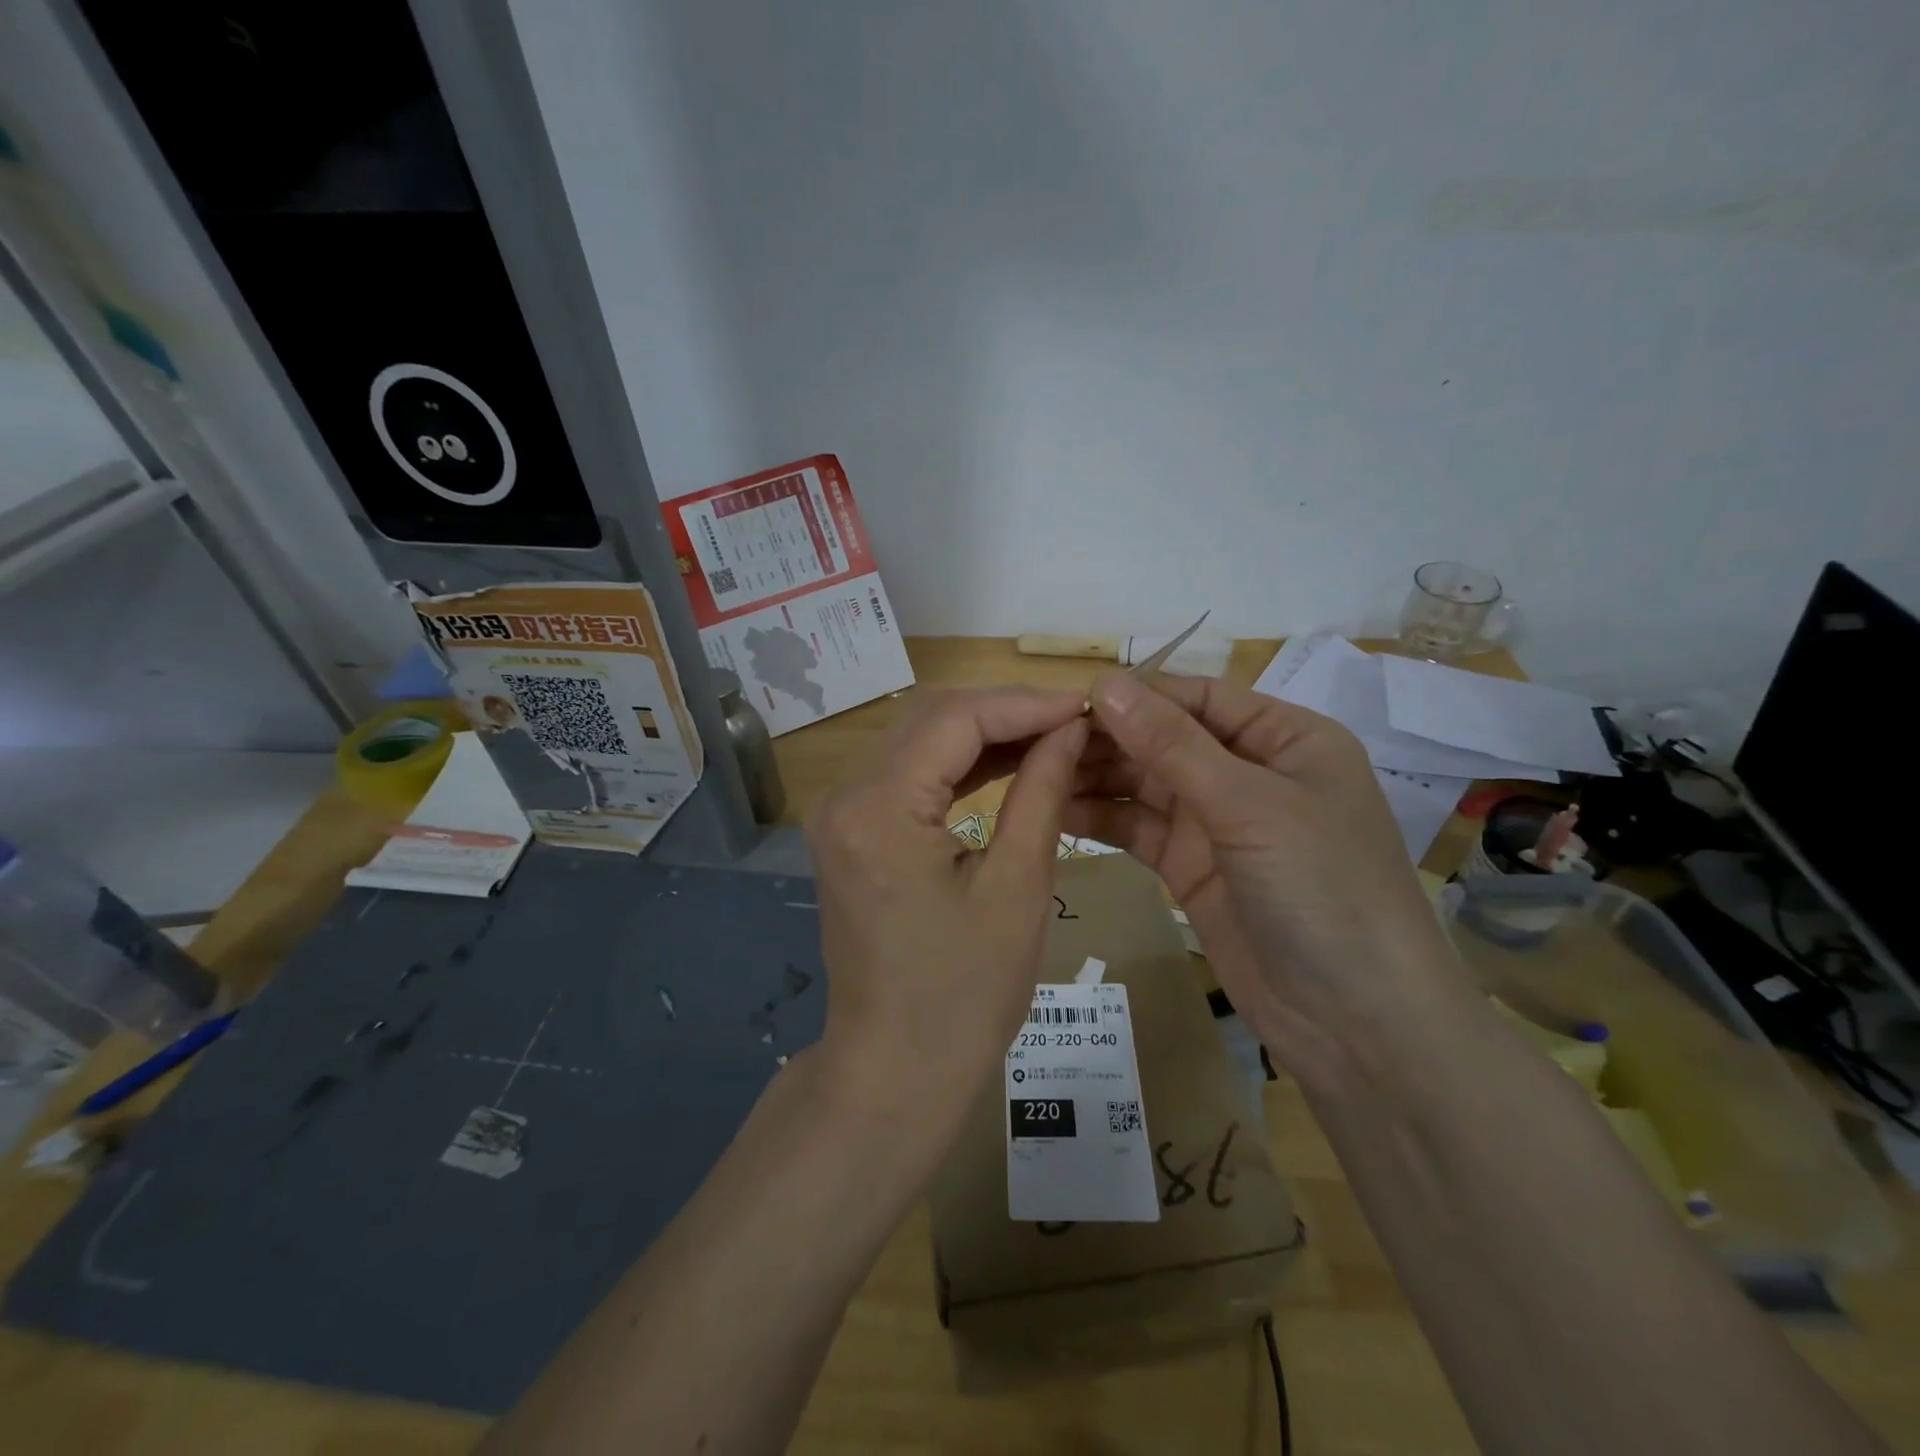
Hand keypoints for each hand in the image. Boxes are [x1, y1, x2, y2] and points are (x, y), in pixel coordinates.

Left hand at [805, 687, 1088, 1141]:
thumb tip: (1070, 727)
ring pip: (920, 740)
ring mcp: (842, 813)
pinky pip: (910, 775)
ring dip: (985, 733)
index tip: (1084, 703)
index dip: (1024, 703)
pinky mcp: (852, 831)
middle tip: (1074, 719)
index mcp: (878, 808)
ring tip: (1054, 736)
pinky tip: (1009, 762)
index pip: (955, 718)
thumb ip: (1041, 791)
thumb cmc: (965, 994)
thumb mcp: (1017, 887)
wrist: (896, 1069)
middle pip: (931, 718)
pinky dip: (960, 764)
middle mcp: (845, 796)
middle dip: (1006, 711)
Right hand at [1066, 670, 1465, 1079]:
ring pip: (1144, 784)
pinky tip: (1055, 810)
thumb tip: (1104, 682)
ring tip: (1034, 772)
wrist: (1356, 1023)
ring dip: (1095, 777)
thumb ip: (1172, 744)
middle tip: (1036, 741)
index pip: (1198, 697)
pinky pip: (1137, 829)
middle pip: (1164, 738)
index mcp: (1284, 738)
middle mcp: (1248, 771)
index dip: (1136, 695)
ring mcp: (1216, 822)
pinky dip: (1100, 819)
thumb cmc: (1324, 890)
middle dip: (1107, 738)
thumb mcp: (1250, 806)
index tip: (1067, 701)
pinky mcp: (1190, 867)